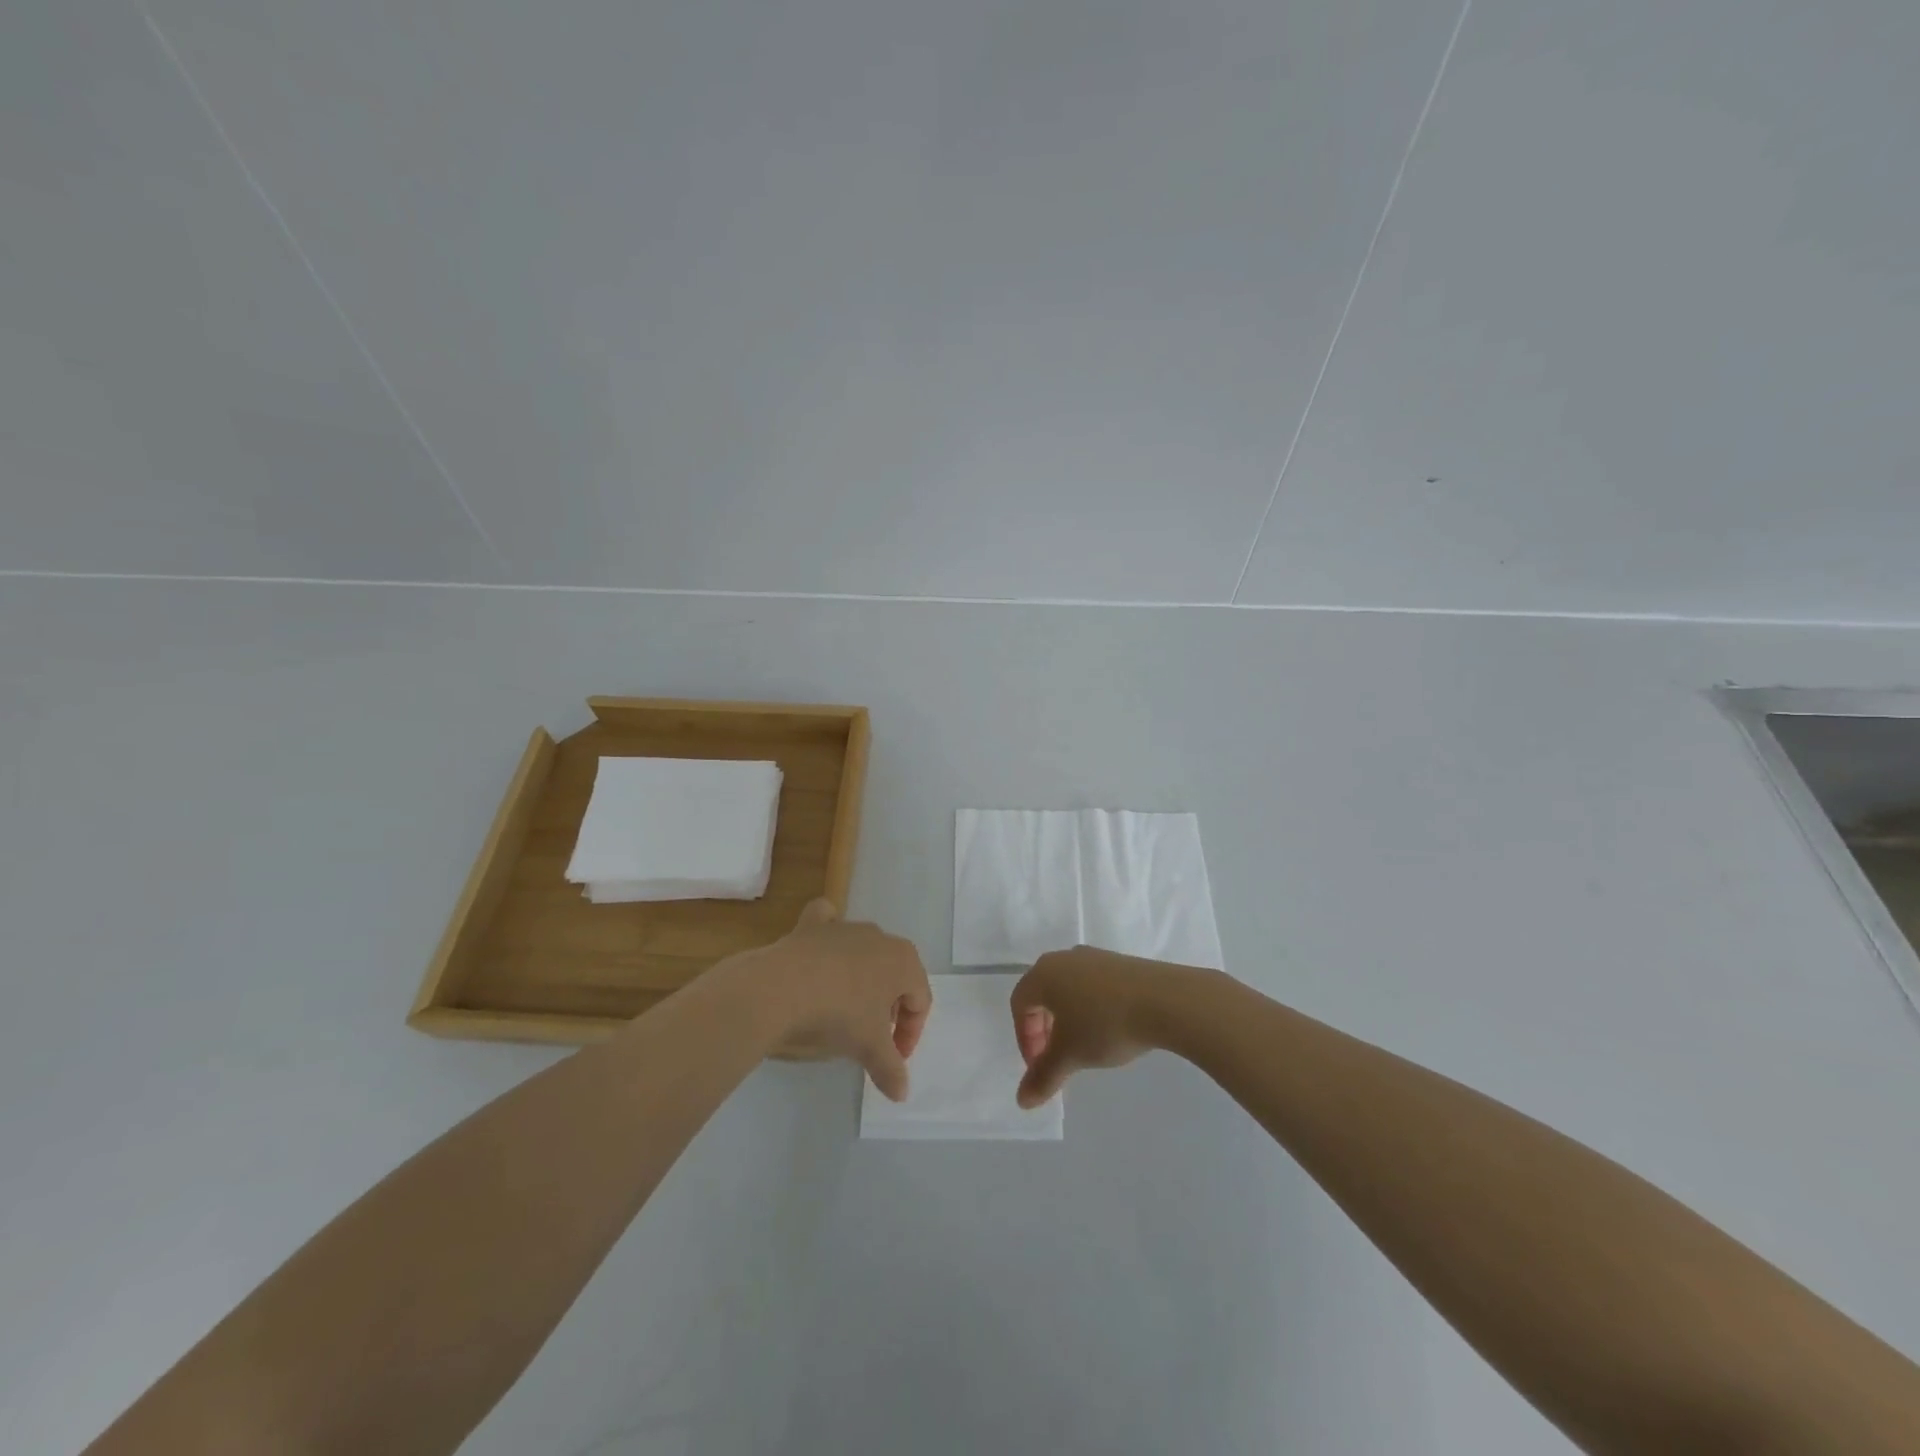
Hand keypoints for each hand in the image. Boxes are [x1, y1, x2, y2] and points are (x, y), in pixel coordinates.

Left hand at [722, 899, 931, 1099]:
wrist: (778, 990)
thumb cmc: (836, 1016)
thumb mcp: (868, 1048)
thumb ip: (890, 1069)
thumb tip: (902, 1093)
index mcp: (904, 961)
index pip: (920, 1001)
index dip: (910, 1035)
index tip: (891, 1061)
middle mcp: (879, 936)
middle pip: (895, 975)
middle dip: (888, 1008)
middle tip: (871, 1039)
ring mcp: (844, 927)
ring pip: (864, 951)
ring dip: (861, 979)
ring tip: (843, 1011)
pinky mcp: (811, 925)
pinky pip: (827, 921)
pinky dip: (827, 931)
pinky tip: (821, 952)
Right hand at [1009, 946, 1189, 1107]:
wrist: (1164, 1000)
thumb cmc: (1105, 1024)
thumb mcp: (1070, 1055)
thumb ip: (1043, 1077)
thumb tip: (1022, 1101)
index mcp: (1044, 974)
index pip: (1020, 1004)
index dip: (1024, 1038)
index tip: (1041, 1066)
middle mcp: (1064, 958)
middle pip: (1042, 993)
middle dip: (1044, 1028)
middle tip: (1057, 1057)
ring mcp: (1094, 957)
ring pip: (1068, 988)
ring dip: (1067, 1018)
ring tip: (1084, 1045)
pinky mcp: (1119, 962)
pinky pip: (1092, 984)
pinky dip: (1090, 1007)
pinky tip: (1110, 1028)